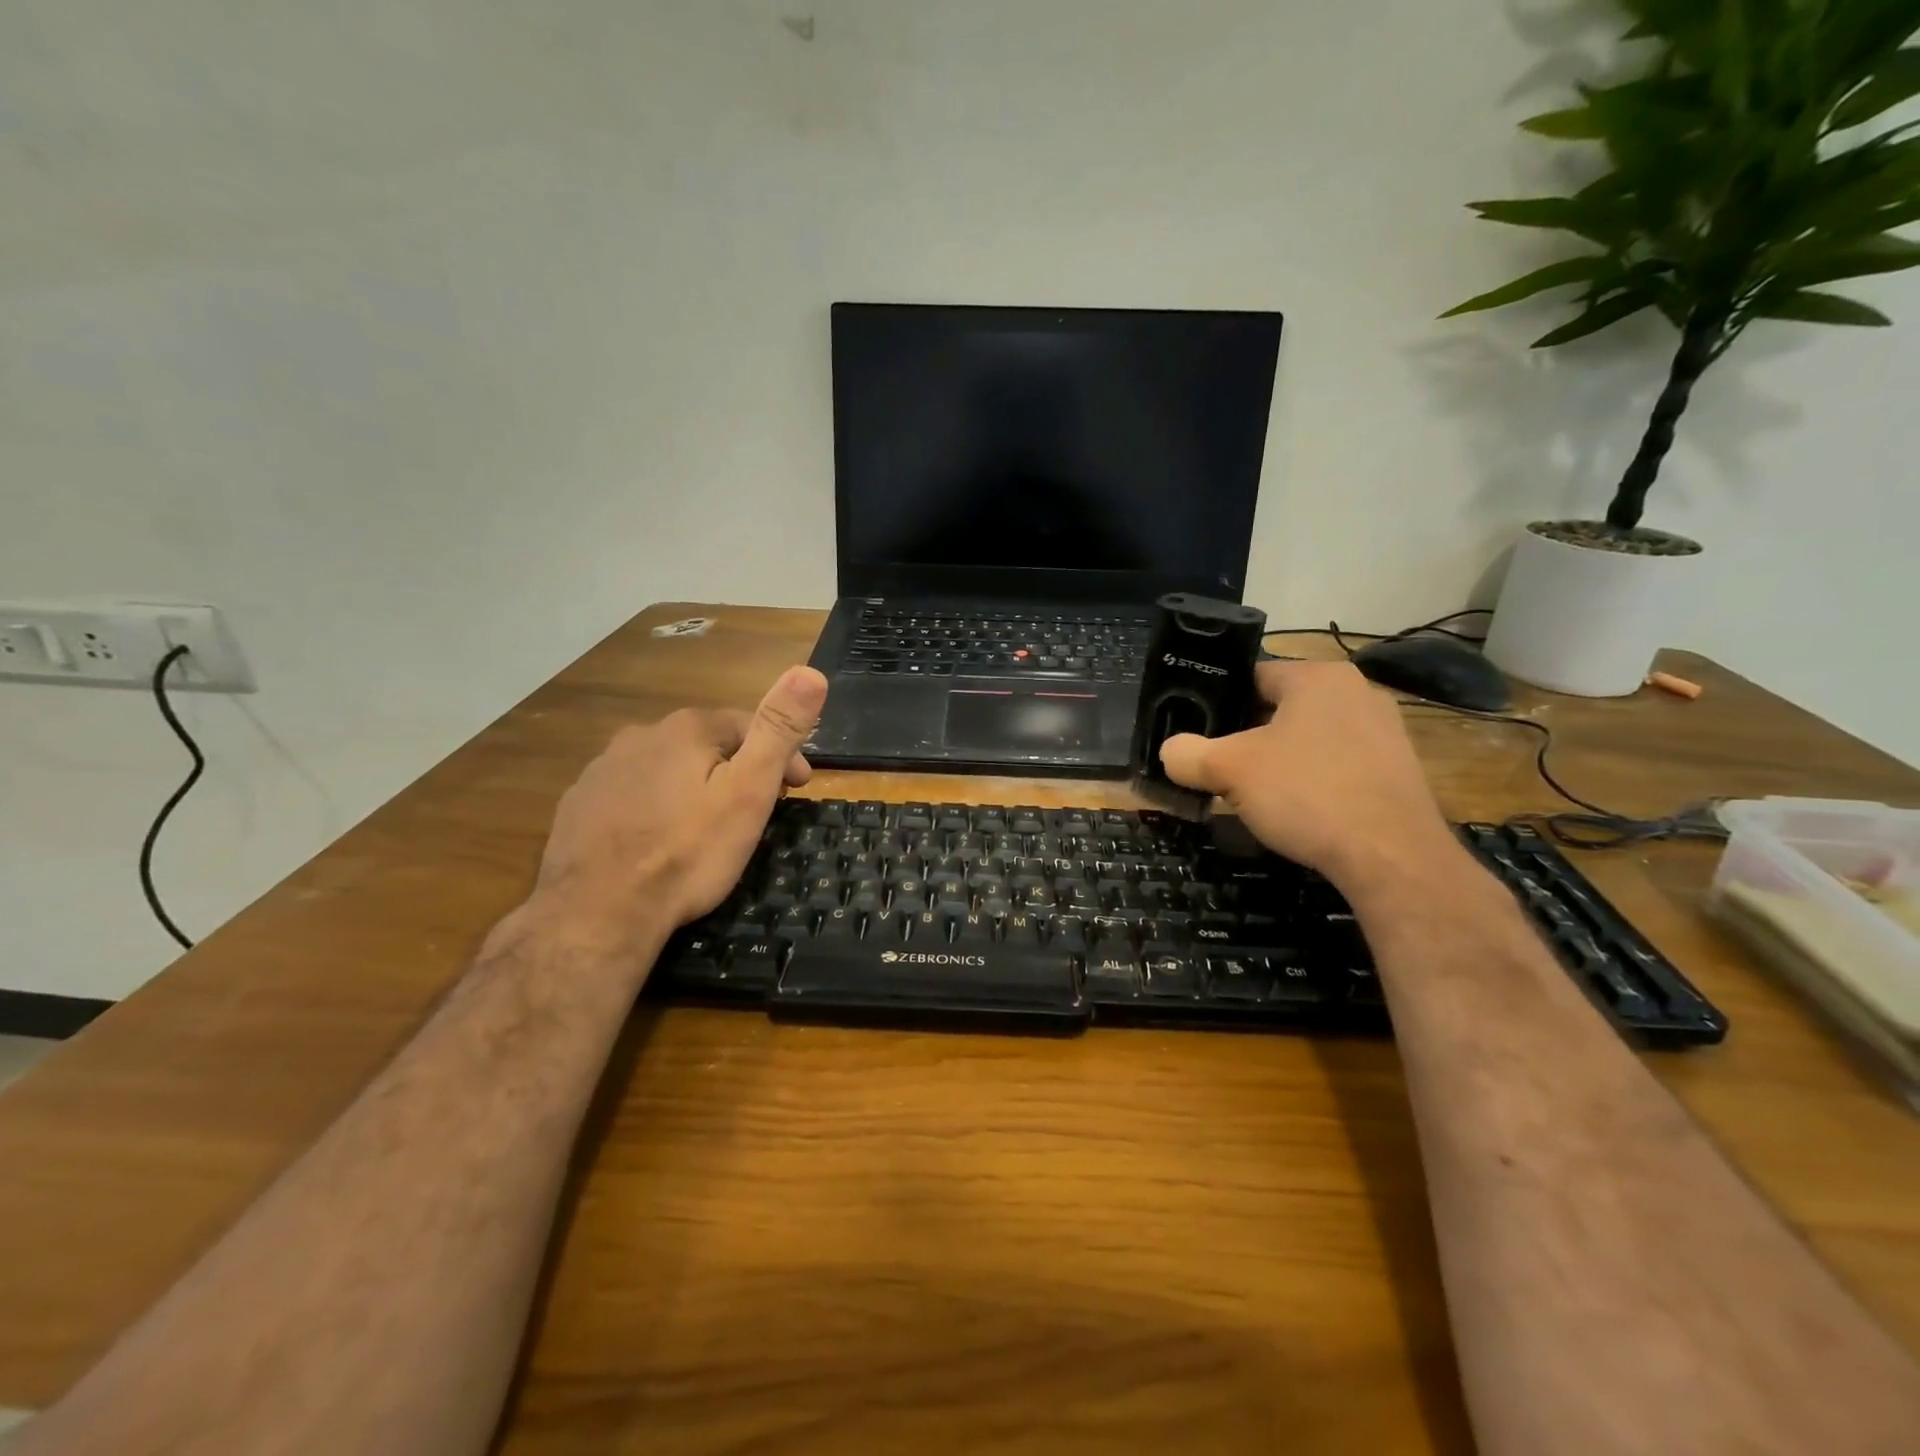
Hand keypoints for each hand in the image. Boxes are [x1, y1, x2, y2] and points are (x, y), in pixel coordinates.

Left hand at [534, 666, 829, 941]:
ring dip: (694, 786)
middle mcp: (640, 736)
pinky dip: (655, 806)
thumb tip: (811, 671)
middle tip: (759, 810)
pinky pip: (632, 794)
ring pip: (667, 768)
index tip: (799, 789)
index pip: (749, 726)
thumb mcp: (749, 791)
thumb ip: (778, 729)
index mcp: (686, 729)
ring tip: (709, 828)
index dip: (782, 755)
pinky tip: (660, 839)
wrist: (598, 913)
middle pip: (707, 745)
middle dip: (738, 769)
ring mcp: (603, 770)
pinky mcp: (579, 804)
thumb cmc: (688, 852)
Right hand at [1158, 659, 1455, 889]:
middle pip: (1281, 708)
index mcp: (1317, 677)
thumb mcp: (1229, 771)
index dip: (1218, 703)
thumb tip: (1170, 752)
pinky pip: (1340, 766)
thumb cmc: (1307, 794)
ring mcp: (1386, 732)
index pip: (1252, 675)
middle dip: (1248, 736)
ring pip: (1310, 739)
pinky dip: (1314, 783)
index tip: (1197, 733)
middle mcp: (1357, 692)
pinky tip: (1300, 813)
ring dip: (1280, 761)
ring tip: (1256, 794)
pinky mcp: (1399, 772)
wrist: (1393, 858)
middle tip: (1220, 767)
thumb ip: (1189, 754)